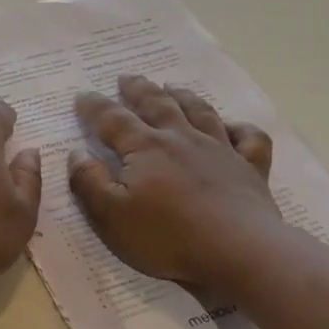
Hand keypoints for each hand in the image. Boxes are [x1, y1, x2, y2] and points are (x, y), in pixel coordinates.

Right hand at [69, 75, 279, 286]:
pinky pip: (249, 138)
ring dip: (183, 97)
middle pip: (157, 105)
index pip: (112, 120)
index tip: (82, 95)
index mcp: (145, 148)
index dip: (94, 107)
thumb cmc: (166, 237)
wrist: (238, 251)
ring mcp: (221, 150)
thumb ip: (89, 182)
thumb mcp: (110, 216)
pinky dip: (240, 127)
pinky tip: (232, 127)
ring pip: (200, 112)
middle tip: (127, 78)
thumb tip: (77, 153)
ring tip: (172, 87)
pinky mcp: (250, 168)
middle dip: (139, 90)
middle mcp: (182, 139)